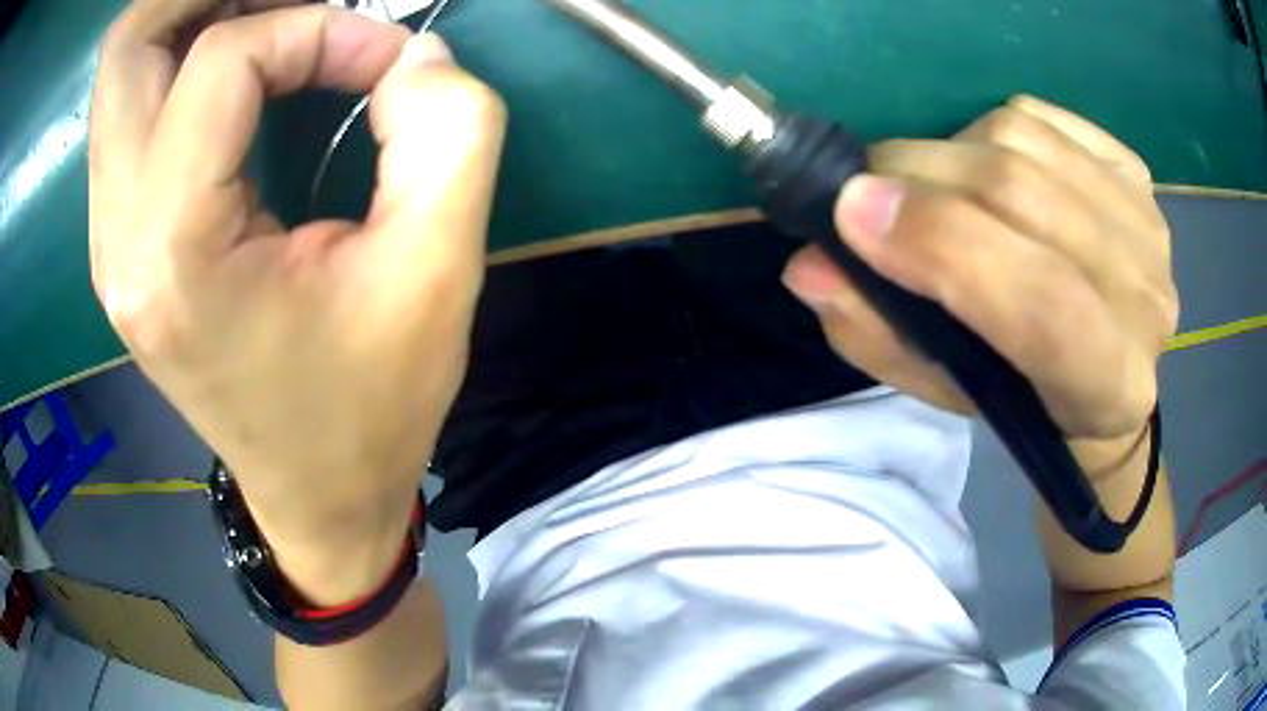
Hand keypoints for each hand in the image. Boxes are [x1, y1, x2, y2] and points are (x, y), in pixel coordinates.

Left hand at [89, 0, 505, 600]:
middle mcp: (118, 238)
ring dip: (197, 18)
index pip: (221, 60)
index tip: (383, 62)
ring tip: (276, 21)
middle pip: (128, 46)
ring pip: (122, 71)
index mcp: (175, 253)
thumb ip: (450, 132)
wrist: (318, 498)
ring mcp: (111, 241)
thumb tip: (412, 52)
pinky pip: (132, 109)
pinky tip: (247, 73)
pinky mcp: (123, 242)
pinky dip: (186, 61)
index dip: (317, 27)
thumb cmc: (372, 408)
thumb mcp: (438, 273)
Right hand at [783, 96, 1177, 456]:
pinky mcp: (1135, 173)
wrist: (1107, 374)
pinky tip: (985, 164)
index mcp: (1107, 383)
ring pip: (1024, 141)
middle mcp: (1144, 299)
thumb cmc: (1027, 399)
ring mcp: (1147, 224)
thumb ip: (881, 336)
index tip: (851, 214)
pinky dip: (989, 127)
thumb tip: (810, 265)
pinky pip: (1041, 116)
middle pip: (1023, 195)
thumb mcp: (950, 392)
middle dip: (919, 177)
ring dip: (948, 150)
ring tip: (932, 186)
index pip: (1041, 303)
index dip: (946, 246)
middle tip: (864, 189)